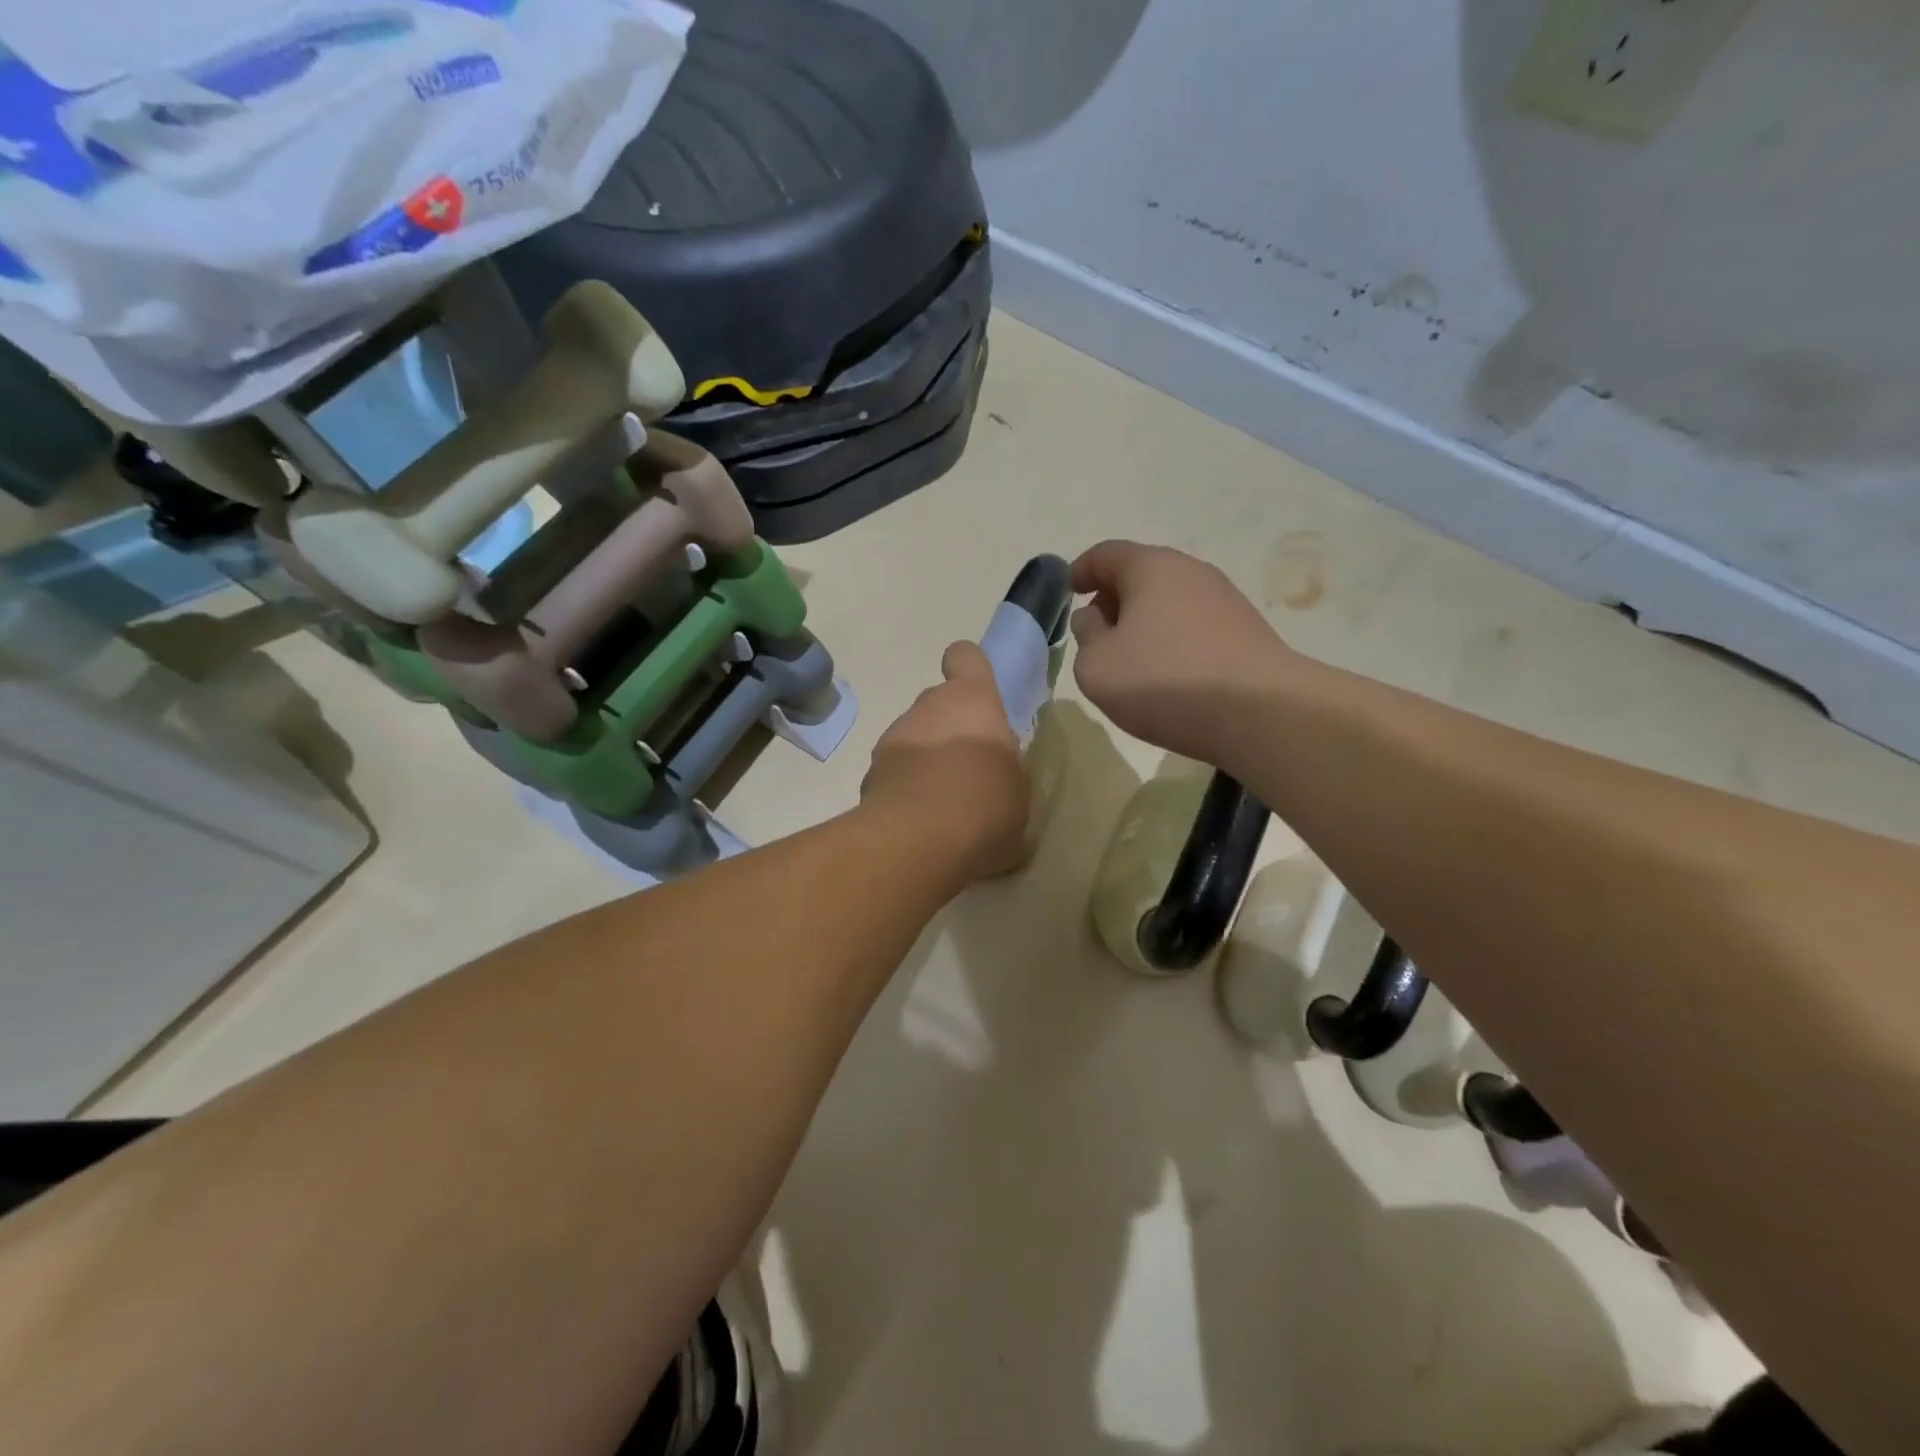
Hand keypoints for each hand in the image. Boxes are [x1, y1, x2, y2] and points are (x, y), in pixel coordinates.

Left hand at [862, 641, 1030, 881]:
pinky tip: (919, 819)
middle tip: (968, 768)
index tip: (976, 693)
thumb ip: (1004, 763)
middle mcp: (928, 707)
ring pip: (914, 737)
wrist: (919, 840)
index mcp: (972, 701)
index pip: (966, 657)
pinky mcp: (870, 773)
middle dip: (950, 728)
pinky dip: (905, 786)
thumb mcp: (1018, 786)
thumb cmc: (986, 804)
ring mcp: (893, 738)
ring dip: (926, 758)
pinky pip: (894, 770)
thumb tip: (992, 763)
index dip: (969, 668)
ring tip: (943, 802)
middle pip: (938, 703)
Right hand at [1070, 540, 1295, 763]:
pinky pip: (1193, 625)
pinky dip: (1171, 638)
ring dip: (1143, 621)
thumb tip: (1095, 618)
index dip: (1080, 570)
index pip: (1106, 554)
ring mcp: (1224, 600)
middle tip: (1095, 632)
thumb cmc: (1164, 682)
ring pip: (1169, 601)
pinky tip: (1168, 674)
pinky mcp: (1246, 630)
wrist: (1260, 714)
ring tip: (1130, 660)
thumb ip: (1085, 636)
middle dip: (1112, 598)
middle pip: (1141, 574)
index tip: (1068, 591)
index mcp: (1151, 568)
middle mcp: (1192, 572)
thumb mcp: (1096, 666)